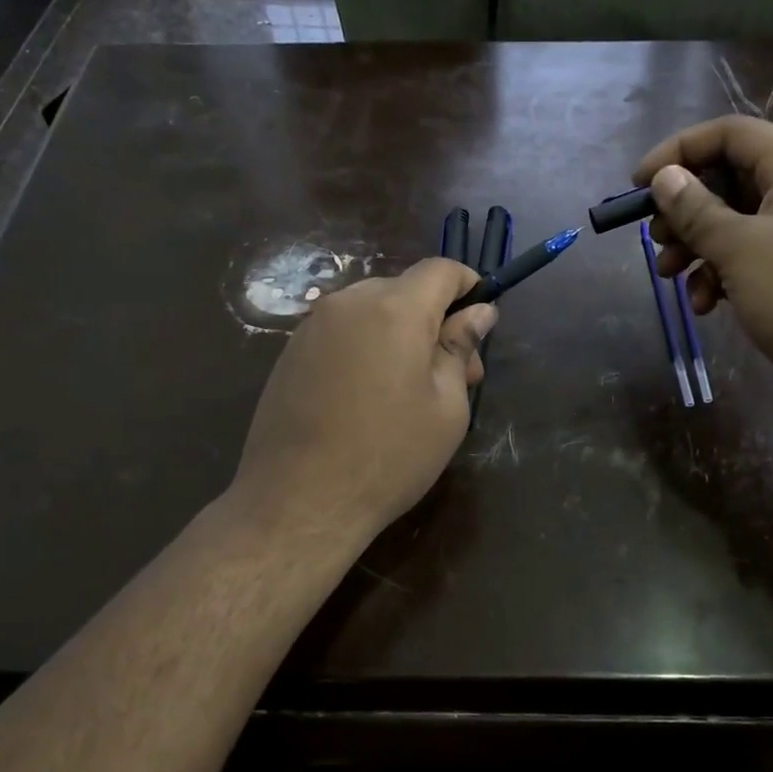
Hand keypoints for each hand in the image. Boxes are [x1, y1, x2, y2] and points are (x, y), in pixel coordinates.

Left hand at [231, 258, 495, 540]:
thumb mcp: (446, 407)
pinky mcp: (291, 352)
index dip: (469, 287)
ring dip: (401, 335)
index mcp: (394, 309)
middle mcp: (349, 303)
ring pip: (372, 311)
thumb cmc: (389, 456)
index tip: (481, 323)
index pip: (441, 270)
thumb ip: (460, 348)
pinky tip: (370, 397)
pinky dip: (368, 348)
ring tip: (412, 390)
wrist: (298, 501)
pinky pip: (343, 332)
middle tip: (456, 376)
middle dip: (436, 321)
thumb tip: (480, 312)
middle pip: (405, 290)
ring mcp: (312, 326)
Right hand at [635, 116, 772, 428]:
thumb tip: (664, 178)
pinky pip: (746, 262)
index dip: (680, 150)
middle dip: (684, 209)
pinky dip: (718, 277)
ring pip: (732, 225)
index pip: (730, 135)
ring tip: (668, 275)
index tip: (639, 184)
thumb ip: (697, 211)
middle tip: (655, 238)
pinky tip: (705, 305)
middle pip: (727, 181)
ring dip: (694, 248)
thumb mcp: (742, 250)